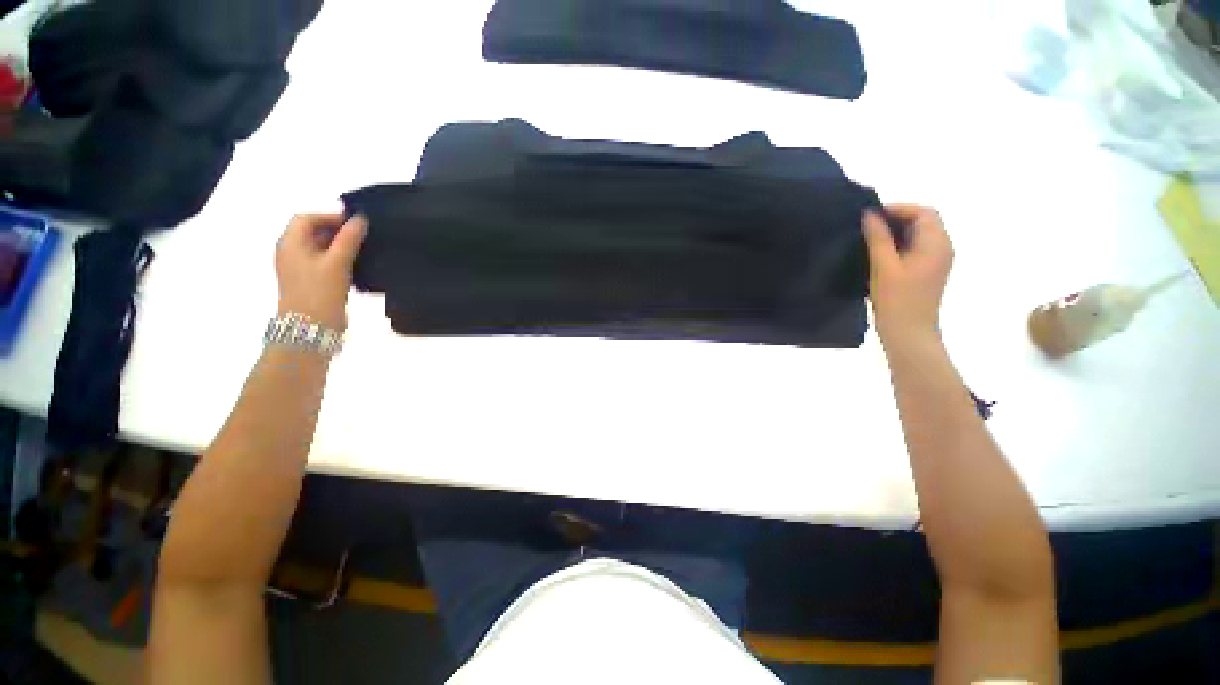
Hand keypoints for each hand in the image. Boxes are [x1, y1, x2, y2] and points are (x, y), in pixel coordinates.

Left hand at [275, 213, 366, 330]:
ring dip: (339, 246)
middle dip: (336, 231)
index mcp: (290, 243)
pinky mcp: (309, 282)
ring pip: (319, 248)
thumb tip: (360, 219)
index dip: (330, 217)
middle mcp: (290, 253)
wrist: (311, 328)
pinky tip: (355, 267)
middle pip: (311, 232)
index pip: (306, 218)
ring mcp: (299, 269)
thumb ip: (349, 239)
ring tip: (362, 251)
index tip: (355, 224)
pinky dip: (338, 260)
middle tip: (362, 237)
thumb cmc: (320, 291)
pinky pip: (323, 263)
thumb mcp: (337, 262)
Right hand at [862, 204, 953, 342]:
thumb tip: (869, 215)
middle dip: (897, 219)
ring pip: (919, 236)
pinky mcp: (927, 272)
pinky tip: (879, 255)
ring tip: (870, 240)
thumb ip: (878, 238)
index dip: (898, 209)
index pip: (924, 212)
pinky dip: (899, 245)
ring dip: (896, 233)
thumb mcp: (883, 266)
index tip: (871, 216)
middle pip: (924, 222)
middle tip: (868, 227)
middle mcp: (942, 248)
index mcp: (936, 244)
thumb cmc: (896, 299)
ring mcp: (936, 261)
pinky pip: (916, 249)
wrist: (908, 333)